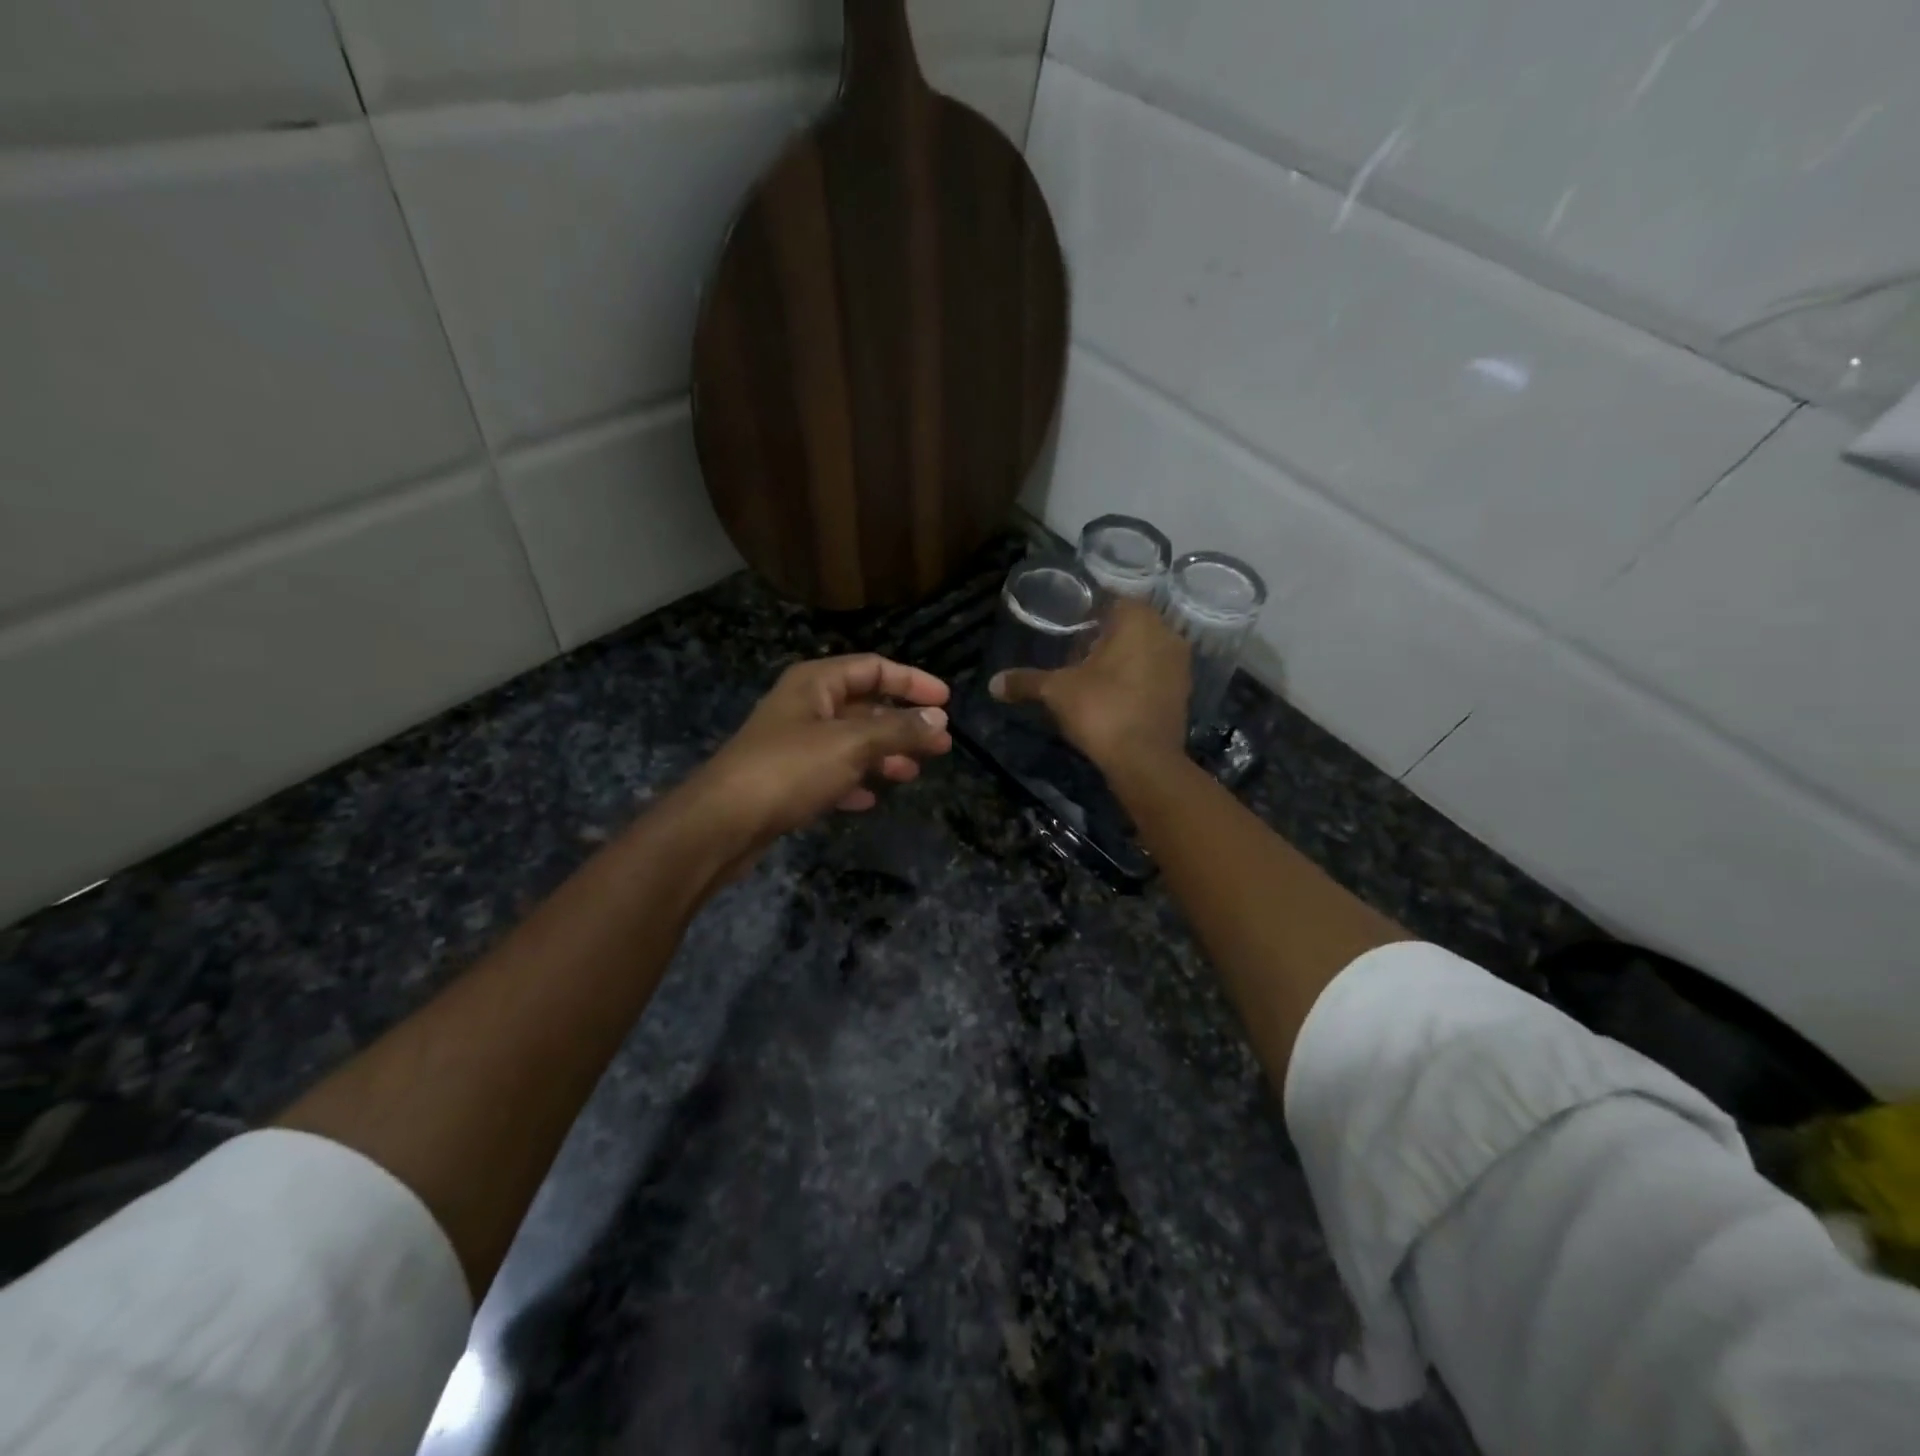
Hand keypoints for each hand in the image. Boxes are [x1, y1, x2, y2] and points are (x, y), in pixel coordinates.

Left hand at [678, 654, 952, 869]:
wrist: (723, 822)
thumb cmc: (790, 769)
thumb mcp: (852, 744)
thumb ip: (899, 730)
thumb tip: (939, 719)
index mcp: (816, 682)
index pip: (874, 668)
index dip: (912, 681)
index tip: (946, 702)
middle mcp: (805, 705)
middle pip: (865, 706)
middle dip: (904, 724)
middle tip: (940, 745)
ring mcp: (794, 743)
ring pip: (850, 742)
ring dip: (883, 755)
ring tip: (912, 773)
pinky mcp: (787, 779)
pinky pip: (831, 772)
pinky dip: (854, 781)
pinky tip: (870, 799)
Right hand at [990, 599, 1189, 770]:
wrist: (1145, 761)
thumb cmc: (1101, 710)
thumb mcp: (1056, 692)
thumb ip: (1026, 681)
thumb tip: (993, 683)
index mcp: (1138, 620)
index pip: (1114, 601)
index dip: (1090, 613)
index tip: (1069, 629)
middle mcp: (1166, 634)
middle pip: (1131, 626)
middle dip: (1106, 637)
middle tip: (1077, 654)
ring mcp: (1180, 665)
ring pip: (1146, 651)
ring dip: (1124, 659)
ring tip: (1094, 677)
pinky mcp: (1183, 693)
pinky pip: (1156, 675)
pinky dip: (1138, 680)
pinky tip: (1115, 697)